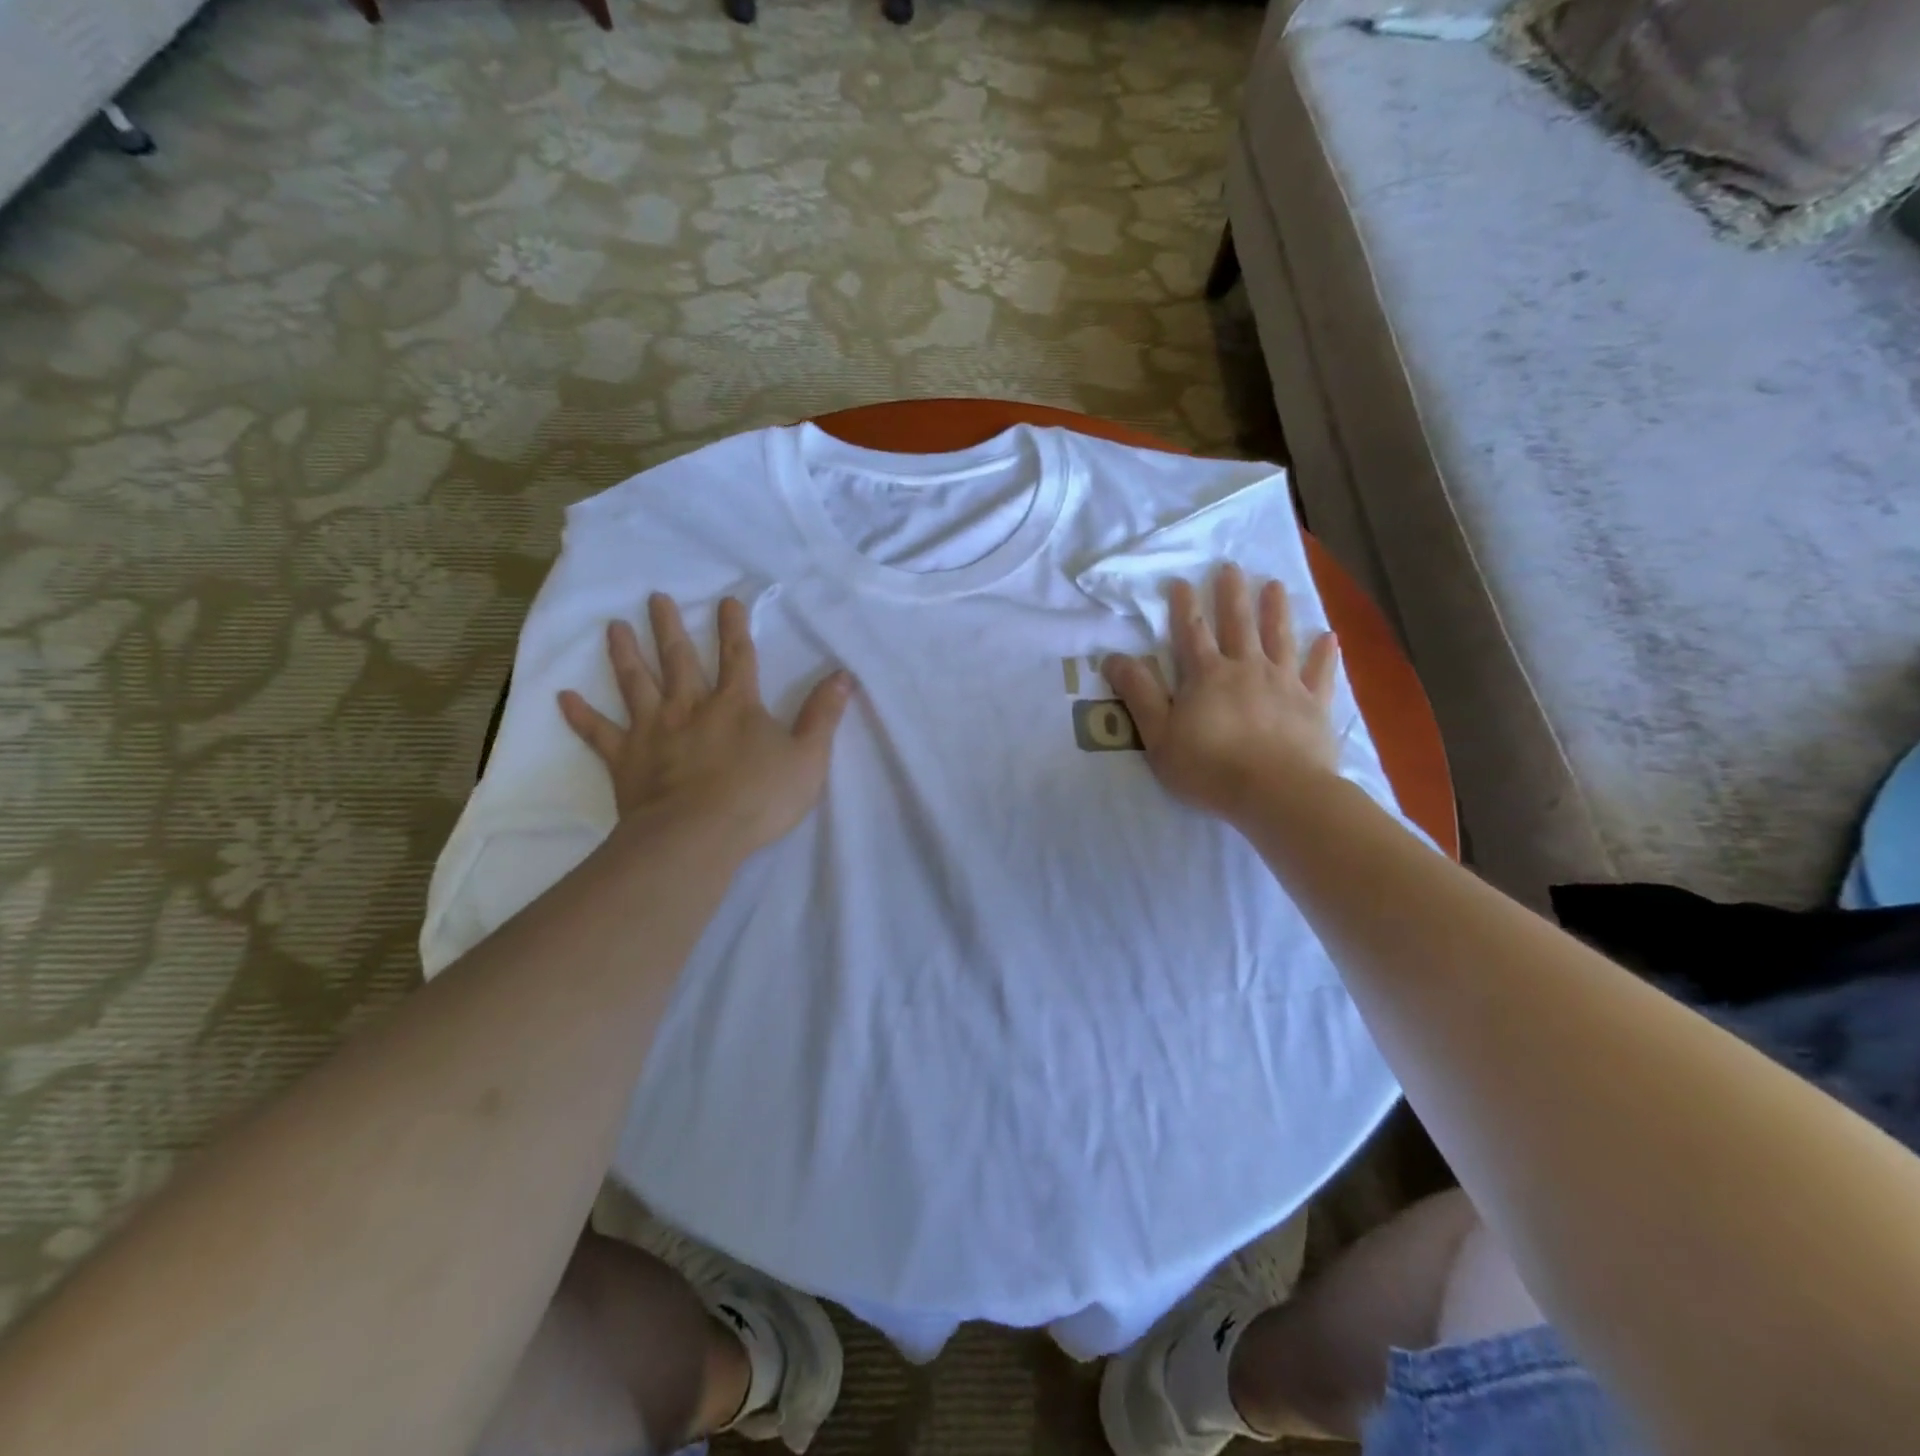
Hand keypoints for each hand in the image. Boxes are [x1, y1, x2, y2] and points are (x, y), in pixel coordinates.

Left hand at [558, 593, 853, 856]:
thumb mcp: (808, 757)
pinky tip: (563, 697)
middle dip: (669, 627)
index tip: (726, 600)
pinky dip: (582, 716)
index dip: (734, 628)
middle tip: (654, 598)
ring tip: (613, 627)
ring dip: (625, 654)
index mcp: (735, 706)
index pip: (738, 657)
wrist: (698, 836)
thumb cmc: (758, 797)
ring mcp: (653, 731)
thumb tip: (844, 675)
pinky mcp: (626, 759)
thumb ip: (823, 715)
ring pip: (636, 684)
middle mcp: (691, 707)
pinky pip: (600, 733)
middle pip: (679, 659)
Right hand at [1103, 563, 1339, 821]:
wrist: (1276, 793)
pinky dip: (1324, 655)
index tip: (1181, 581)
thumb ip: (1138, 694)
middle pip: (1238, 625)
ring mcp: (1284, 684)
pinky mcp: (1313, 706)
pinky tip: (1329, 637)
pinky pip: (1320, 674)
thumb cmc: (1209, 768)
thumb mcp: (1158, 735)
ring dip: (1276, 610)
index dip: (1184, 607)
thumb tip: (1113, 657)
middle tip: (1231, 567)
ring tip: (1275, 584)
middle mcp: (1247, 669)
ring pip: (1280, 638)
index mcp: (1207, 676)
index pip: (1192, 633)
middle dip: (1232, 595)